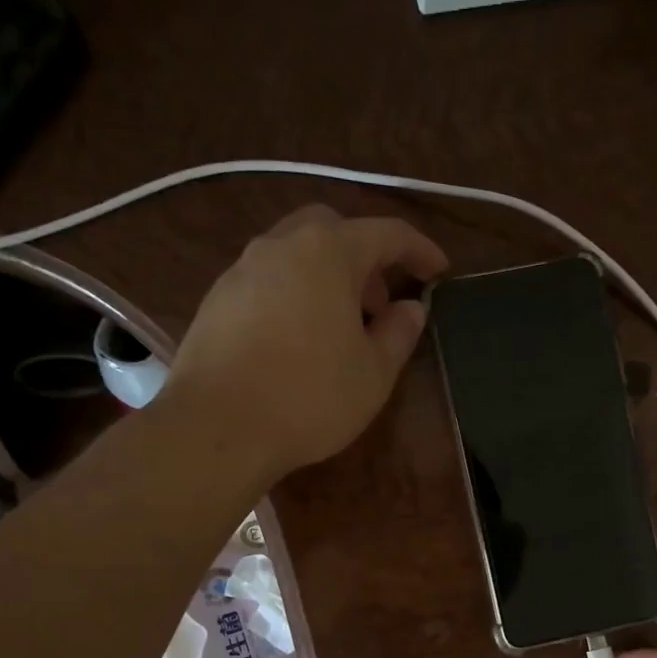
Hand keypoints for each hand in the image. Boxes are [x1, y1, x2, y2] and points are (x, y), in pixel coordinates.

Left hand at [168, 204, 448, 478]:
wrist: (217, 428)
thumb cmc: (309, 397)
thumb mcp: (374, 372)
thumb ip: (399, 332)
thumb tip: (411, 307)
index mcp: (328, 252)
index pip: (387, 233)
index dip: (419, 250)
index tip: (440, 272)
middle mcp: (281, 245)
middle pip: (333, 229)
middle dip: (365, 257)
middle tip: (380, 304)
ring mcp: (241, 269)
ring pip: (296, 253)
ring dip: (327, 277)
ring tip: (341, 328)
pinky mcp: (216, 299)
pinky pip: (268, 280)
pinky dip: (295, 294)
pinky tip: (299, 340)